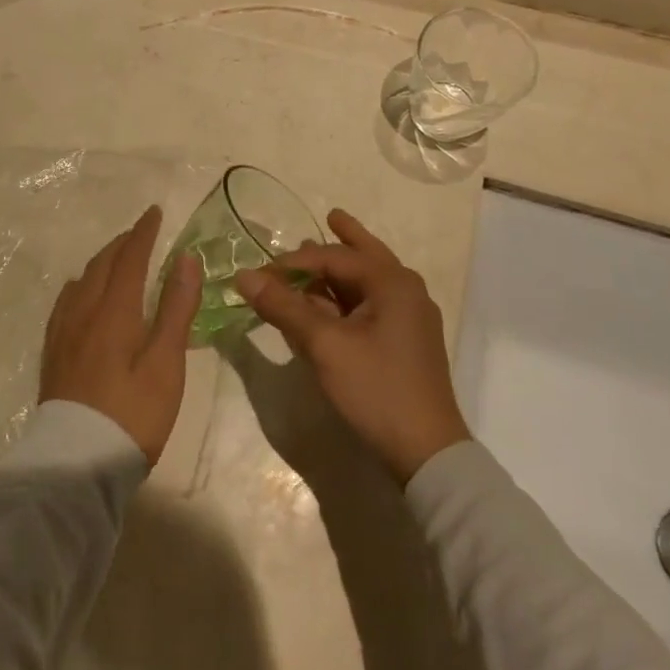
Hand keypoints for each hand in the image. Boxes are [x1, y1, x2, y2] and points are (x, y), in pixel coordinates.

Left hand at [40, 206, 200, 465]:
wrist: (76, 462)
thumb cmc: (132, 414)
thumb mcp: (166, 364)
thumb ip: (176, 309)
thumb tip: (186, 258)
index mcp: (114, 311)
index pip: (130, 258)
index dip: (143, 233)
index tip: (154, 212)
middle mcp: (84, 312)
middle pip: (102, 265)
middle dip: (122, 243)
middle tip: (140, 233)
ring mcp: (63, 332)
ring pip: (81, 281)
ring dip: (101, 261)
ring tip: (116, 258)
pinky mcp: (53, 352)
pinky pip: (65, 301)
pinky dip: (81, 284)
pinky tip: (81, 294)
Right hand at [235, 209, 467, 483]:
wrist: (426, 453)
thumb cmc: (376, 388)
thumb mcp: (324, 345)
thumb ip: (284, 307)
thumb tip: (243, 276)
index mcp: (392, 283)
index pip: (334, 256)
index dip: (292, 261)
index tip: (259, 274)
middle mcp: (405, 292)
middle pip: (366, 256)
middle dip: (345, 238)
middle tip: (330, 216)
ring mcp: (408, 319)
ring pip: (368, 282)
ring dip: (341, 272)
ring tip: (322, 256)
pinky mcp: (404, 343)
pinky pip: (370, 307)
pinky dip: (346, 300)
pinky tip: (327, 305)